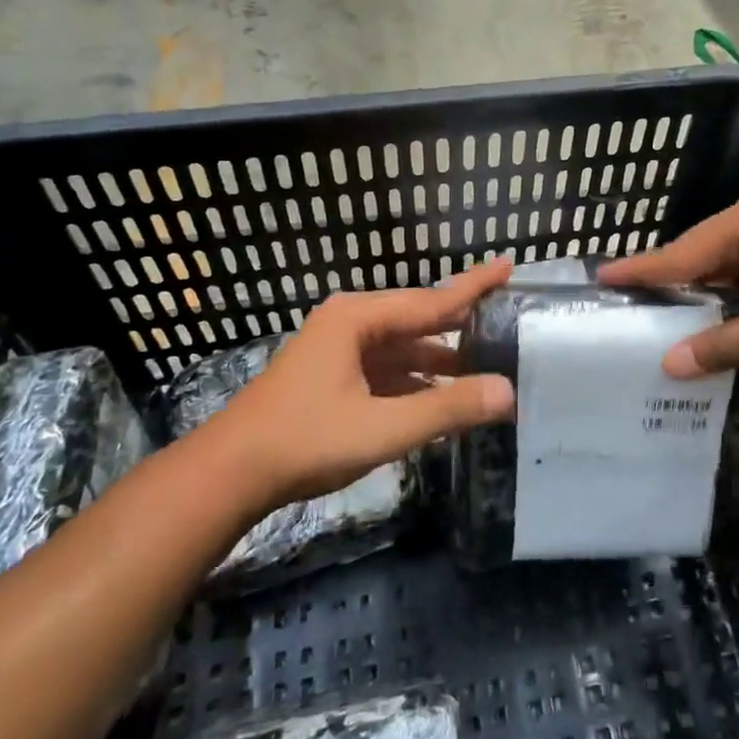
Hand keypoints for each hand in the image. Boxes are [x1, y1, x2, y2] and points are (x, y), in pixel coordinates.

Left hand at [199, 259, 515, 508]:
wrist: (230, 473)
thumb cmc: (305, 440)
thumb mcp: (382, 427)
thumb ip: (446, 408)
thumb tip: (507, 392)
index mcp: (358, 319)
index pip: (431, 299)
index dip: (474, 286)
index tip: (508, 265)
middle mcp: (350, 323)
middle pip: (417, 318)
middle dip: (460, 323)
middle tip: (506, 318)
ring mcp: (338, 350)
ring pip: (402, 346)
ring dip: (439, 357)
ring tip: (483, 365)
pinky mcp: (332, 376)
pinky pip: (386, 368)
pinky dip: (415, 379)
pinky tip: (439, 395)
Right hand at [597, 192, 738, 377]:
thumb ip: (723, 345)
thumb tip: (669, 365)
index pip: (679, 252)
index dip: (640, 271)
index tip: (600, 278)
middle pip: (700, 257)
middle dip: (668, 286)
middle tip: (626, 310)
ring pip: (727, 269)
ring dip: (703, 297)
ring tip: (660, 323)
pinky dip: (732, 300)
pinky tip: (715, 324)